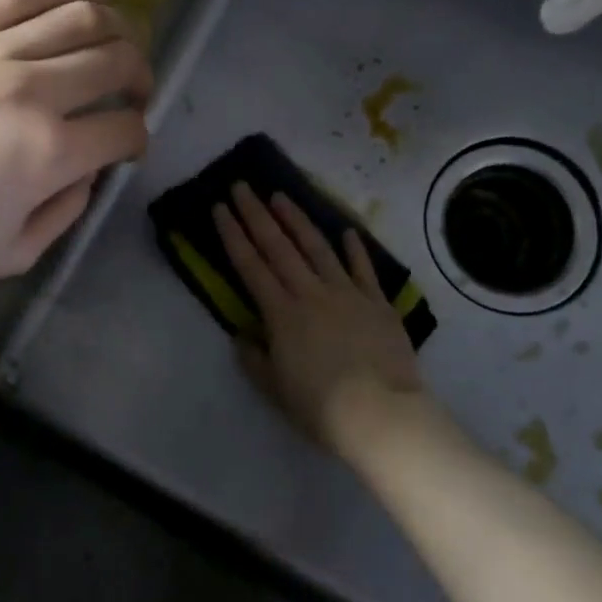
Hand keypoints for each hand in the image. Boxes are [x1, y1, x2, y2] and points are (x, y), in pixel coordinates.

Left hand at [0, 0, 149, 309]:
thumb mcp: (9, 255)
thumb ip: (66, 210)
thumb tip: (88, 168)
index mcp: (48, 154)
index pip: (124, 127)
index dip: (137, 136)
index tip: (127, 143)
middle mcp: (29, 91)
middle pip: (114, 58)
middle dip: (140, 73)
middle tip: (134, 87)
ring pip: (77, 14)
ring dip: (114, 24)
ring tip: (115, 38)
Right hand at [213, 185, 425, 456]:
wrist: (381, 414)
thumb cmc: (321, 407)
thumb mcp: (275, 389)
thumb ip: (255, 360)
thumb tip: (241, 336)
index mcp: (281, 314)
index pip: (250, 266)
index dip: (233, 235)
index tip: (220, 208)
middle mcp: (310, 293)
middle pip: (278, 247)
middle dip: (256, 214)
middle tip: (242, 186)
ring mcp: (346, 293)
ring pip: (317, 247)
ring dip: (297, 220)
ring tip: (281, 196)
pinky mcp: (377, 301)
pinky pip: (362, 268)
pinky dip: (354, 248)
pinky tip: (346, 230)